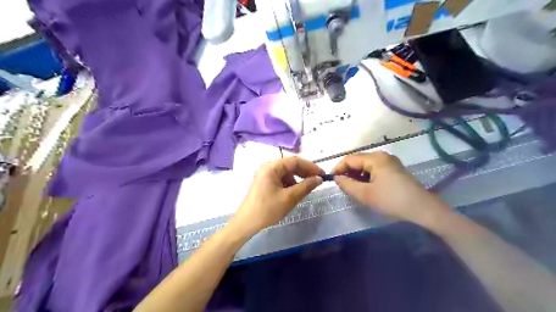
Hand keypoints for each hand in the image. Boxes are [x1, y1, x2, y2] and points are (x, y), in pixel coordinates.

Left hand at [230, 158, 326, 236]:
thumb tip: (319, 178)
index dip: (311, 167)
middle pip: (290, 165)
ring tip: (305, 189)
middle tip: (317, 181)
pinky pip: (280, 179)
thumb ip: (306, 186)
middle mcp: (267, 166)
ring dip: (297, 179)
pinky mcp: (263, 182)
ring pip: (286, 172)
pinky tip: (293, 192)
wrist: (246, 224)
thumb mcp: (290, 198)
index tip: (322, 174)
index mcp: (272, 166)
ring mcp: (264, 174)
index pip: (295, 161)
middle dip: (304, 172)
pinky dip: (289, 183)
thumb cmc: (268, 210)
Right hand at [331, 152, 448, 225]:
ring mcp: (390, 162)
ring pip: (366, 166)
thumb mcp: (366, 194)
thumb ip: (347, 185)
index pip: (349, 159)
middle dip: (348, 173)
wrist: (423, 209)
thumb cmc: (392, 200)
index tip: (332, 181)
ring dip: (357, 176)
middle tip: (343, 187)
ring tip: (353, 189)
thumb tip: (337, 178)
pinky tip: (366, 188)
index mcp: (375, 158)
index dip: (338, 168)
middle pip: (358, 161)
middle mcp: (382, 156)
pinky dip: (366, 177)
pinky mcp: (395, 170)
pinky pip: (374, 170)